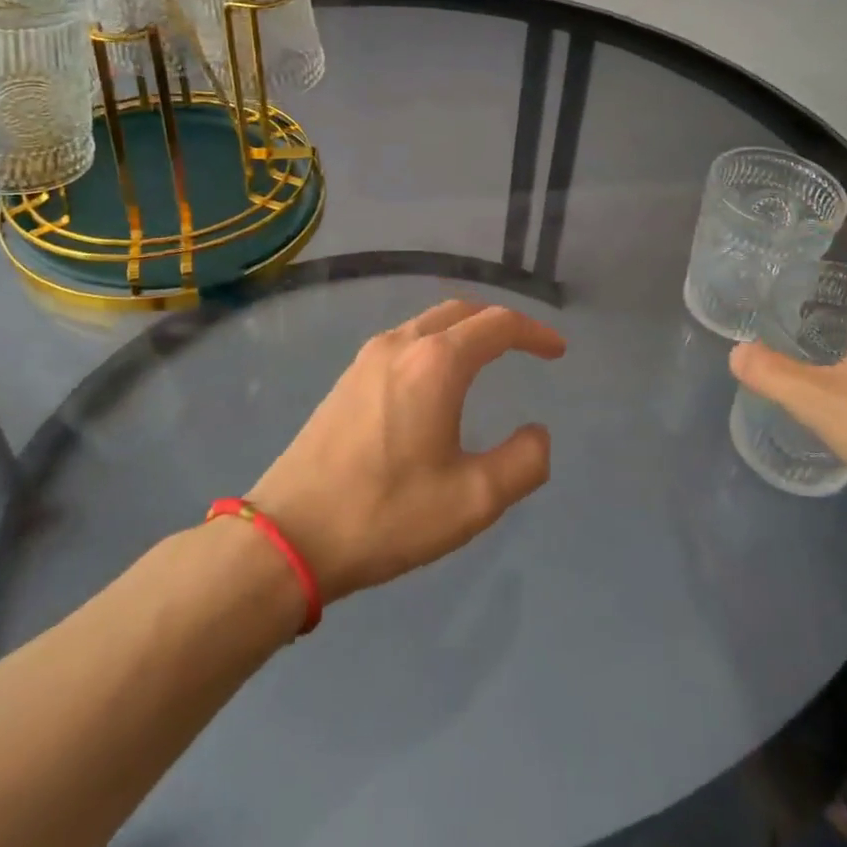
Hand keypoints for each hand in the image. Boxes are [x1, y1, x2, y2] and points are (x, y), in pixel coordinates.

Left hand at [247, 300, 564, 603]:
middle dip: (499, 322)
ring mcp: (367, 358)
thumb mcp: (473, 500)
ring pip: (429, 322)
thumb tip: (538, 434)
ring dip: (464, 330)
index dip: (534, 332)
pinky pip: (404, 340)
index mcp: (436, 362)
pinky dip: (435, 343)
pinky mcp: (347, 378)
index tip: (557, 351)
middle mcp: (401, 344)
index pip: (497, 324)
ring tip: (487, 357)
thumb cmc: (386, 514)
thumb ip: (523, 462)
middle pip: (461, 311)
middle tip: (527, 347)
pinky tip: (436, 380)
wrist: (288, 535)